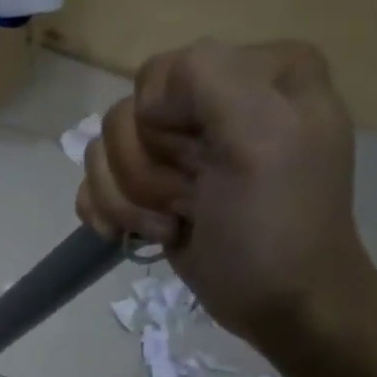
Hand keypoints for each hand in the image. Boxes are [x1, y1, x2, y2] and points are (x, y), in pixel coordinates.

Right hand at [76, 39, 376, 352]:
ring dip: (129, 200)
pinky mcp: (152, 187)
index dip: (164, 123)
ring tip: (175, 224)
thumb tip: (146, 103)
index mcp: (257, 71)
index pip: (161, 74)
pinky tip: (134, 235)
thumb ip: (209, 78)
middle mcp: (215, 101)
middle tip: (194, 201)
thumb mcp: (263, 136)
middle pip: (126, 116)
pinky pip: (96, 182)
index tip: (205, 163)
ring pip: (104, 152)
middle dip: (147, 171)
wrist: (281, 304)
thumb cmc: (275, 225)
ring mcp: (180, 148)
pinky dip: (108, 212)